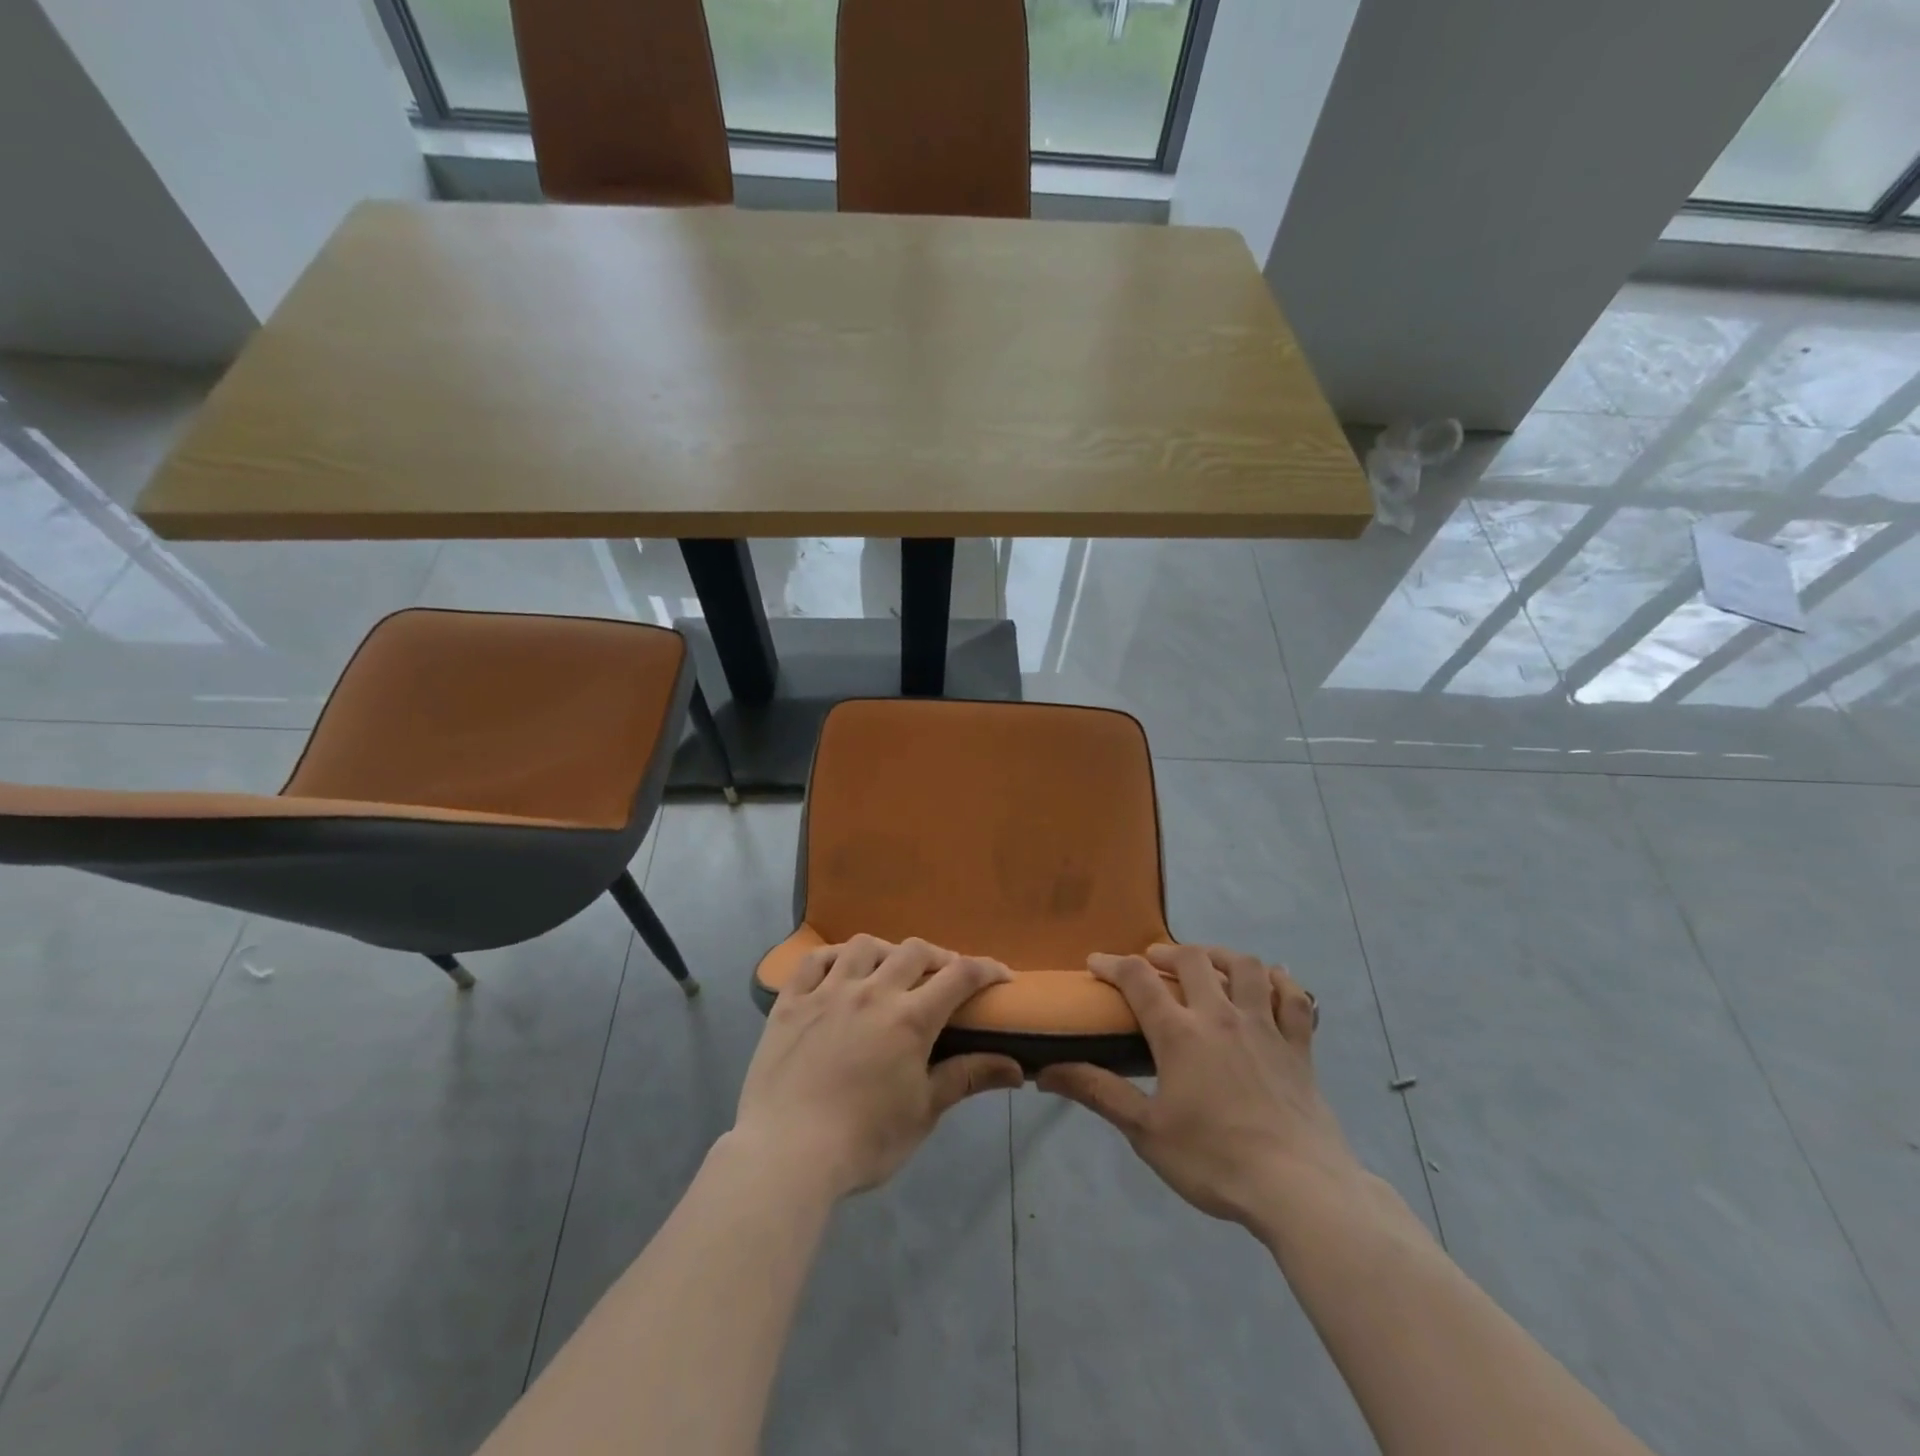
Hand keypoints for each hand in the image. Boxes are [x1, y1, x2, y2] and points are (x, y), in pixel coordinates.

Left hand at [734, 936, 1024, 1198]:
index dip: (987, 969)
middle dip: (939, 957)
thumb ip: (967, 1078)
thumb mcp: (923, 1112)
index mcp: (909, 1019)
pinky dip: (833, 956)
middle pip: (914, 951)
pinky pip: (813, 961)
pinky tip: (839, 969)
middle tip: (945, 976)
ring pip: (864, 946)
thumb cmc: (864, 1141)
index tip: (1001, 976)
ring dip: (887, 951)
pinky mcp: (791, 1002)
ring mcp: (827, 992)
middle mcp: (871, 992)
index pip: (960, 976)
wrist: (786, 1154)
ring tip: (891, 969)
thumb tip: (1018, 1068)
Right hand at [1039, 944, 1358, 1227]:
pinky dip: (1282, 981)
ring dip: (1221, 955)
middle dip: (1167, 951)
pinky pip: (1293, 999)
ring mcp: (1265, 1027)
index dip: (1112, 964)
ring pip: (1246, 968)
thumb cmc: (1214, 1160)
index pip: (1139, 980)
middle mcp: (1221, 1016)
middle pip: (1193, 960)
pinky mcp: (1299, 1047)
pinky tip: (1272, 979)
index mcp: (1180, 1033)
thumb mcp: (1145, 1131)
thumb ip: (1097, 1092)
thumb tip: (1045, 1071)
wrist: (1298, 1189)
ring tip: (1207, 961)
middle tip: (1153, 960)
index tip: (1095, 962)